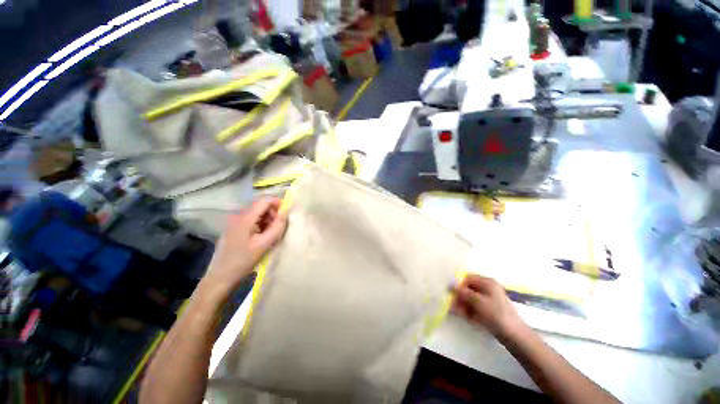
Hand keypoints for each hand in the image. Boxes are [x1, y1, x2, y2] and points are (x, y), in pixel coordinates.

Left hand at [202, 197, 286, 296]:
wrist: (221, 277)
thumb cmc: (244, 260)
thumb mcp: (265, 244)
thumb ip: (277, 226)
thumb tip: (285, 212)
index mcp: (245, 218)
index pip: (264, 200)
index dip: (278, 203)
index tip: (287, 213)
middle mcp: (238, 216)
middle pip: (260, 206)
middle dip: (273, 213)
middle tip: (280, 227)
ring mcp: (235, 222)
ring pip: (257, 214)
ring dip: (268, 220)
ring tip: (271, 234)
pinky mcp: (234, 229)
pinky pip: (252, 221)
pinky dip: (261, 225)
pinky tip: (262, 237)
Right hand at [451, 274, 524, 339]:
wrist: (515, 336)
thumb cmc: (496, 315)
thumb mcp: (478, 302)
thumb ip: (463, 292)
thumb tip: (450, 284)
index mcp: (487, 282)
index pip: (467, 278)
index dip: (458, 284)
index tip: (450, 293)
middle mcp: (488, 288)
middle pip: (468, 288)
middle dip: (459, 296)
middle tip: (451, 304)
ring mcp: (489, 299)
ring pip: (470, 298)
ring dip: (462, 304)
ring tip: (455, 312)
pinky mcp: (489, 310)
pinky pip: (475, 307)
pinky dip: (468, 310)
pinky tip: (463, 316)